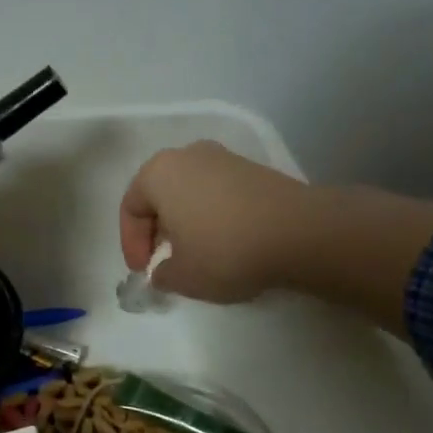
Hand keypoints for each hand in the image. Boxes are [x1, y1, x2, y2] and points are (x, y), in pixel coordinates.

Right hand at [118, 141, 308, 302]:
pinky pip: (218, 195)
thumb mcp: (182, 276)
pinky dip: (213, 218)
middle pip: (160, 196)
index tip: (145, 272)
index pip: (130, 208)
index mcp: (159, 172)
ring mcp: (225, 159)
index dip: (132, 245)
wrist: (302, 234)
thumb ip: (161, 274)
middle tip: (165, 262)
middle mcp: (188, 155)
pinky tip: (225, 245)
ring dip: (186, 225)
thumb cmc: (225, 251)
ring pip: (190, 194)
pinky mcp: (255, 170)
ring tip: (196, 256)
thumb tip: (164, 271)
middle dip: (158, 232)